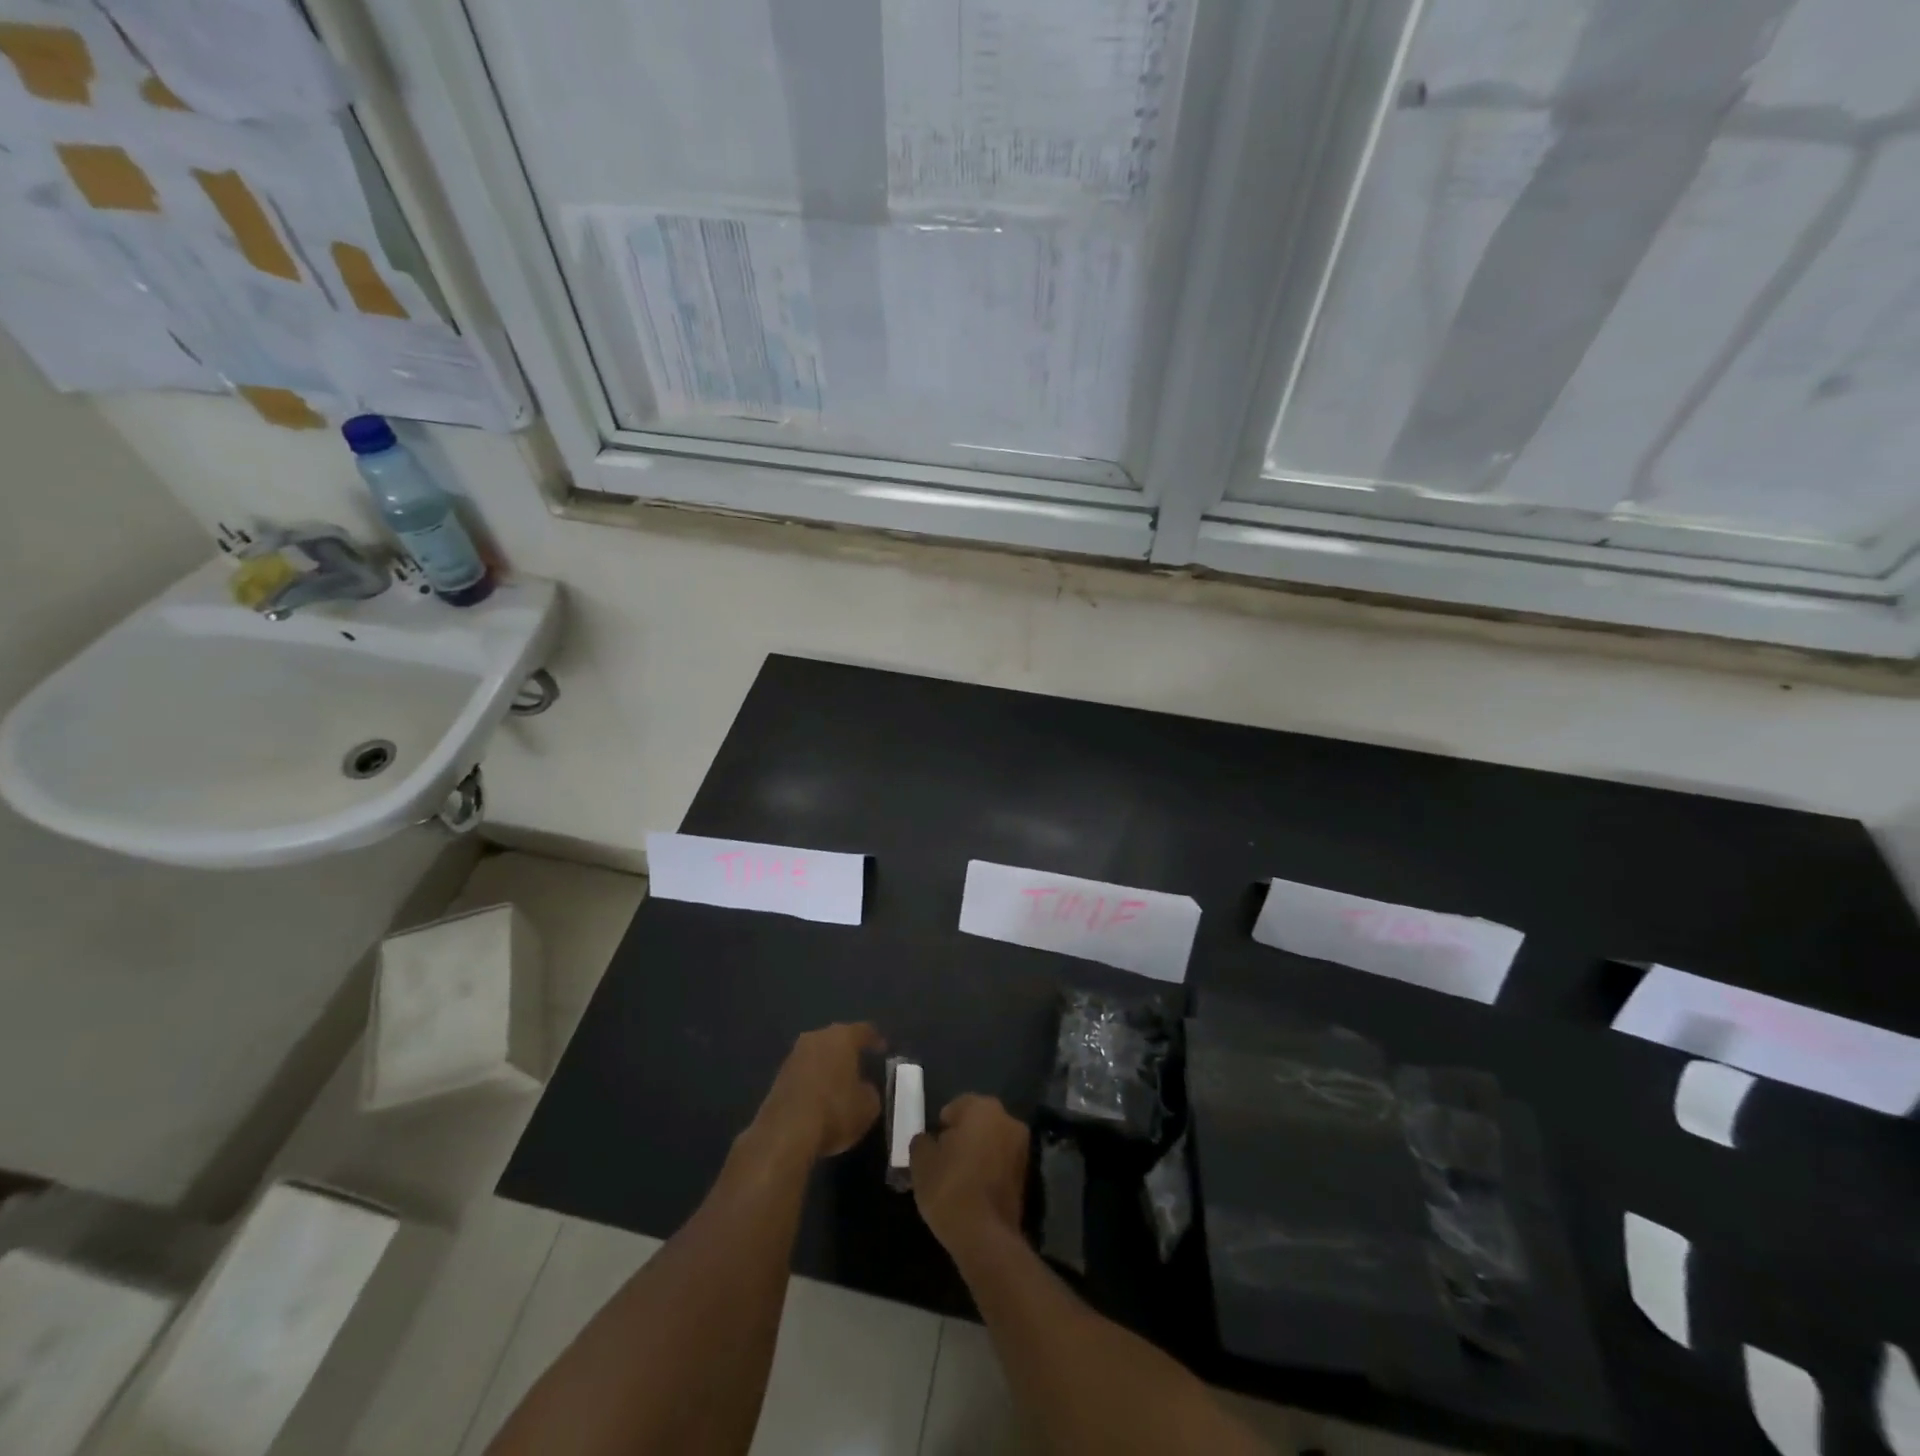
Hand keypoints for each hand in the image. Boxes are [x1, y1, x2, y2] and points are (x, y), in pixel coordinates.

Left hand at [753, 1023, 883, 1160]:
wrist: (785, 1133)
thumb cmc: (834, 1111)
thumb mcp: (868, 1107)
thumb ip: (870, 1092)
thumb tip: (864, 1089)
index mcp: (842, 1037)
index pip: (864, 1030)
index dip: (875, 1039)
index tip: (883, 1048)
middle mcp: (816, 1038)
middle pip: (837, 1038)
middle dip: (848, 1050)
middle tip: (860, 1062)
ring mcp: (794, 1056)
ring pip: (818, 1054)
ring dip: (828, 1065)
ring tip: (840, 1081)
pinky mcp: (779, 1077)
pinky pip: (804, 1072)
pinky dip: (814, 1080)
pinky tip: (820, 1096)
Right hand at [909, 1094, 1028, 1255]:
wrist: (985, 1236)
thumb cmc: (949, 1187)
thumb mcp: (921, 1162)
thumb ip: (922, 1142)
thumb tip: (928, 1140)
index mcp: (982, 1107)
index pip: (956, 1107)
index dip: (941, 1126)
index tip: (932, 1147)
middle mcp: (1007, 1119)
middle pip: (977, 1122)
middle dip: (961, 1136)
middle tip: (943, 1161)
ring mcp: (1021, 1147)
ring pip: (991, 1142)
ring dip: (977, 1153)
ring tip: (957, 1179)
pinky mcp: (1027, 1175)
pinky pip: (1001, 1163)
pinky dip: (989, 1170)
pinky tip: (973, 1191)